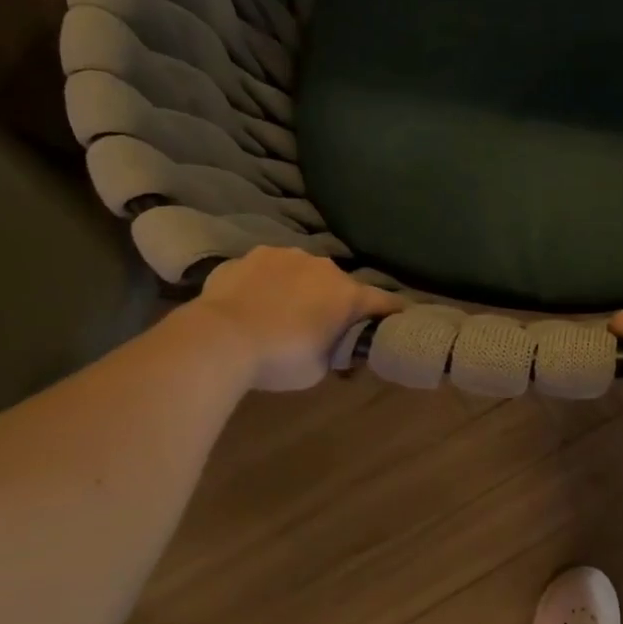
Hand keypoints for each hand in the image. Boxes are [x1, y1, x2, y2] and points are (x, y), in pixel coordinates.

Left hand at [193, 247, 401, 390]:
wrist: (219, 338)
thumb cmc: (280, 358)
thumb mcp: (320, 368)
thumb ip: (335, 351)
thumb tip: (337, 347)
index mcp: (347, 294)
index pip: (384, 301)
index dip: (394, 311)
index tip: (402, 316)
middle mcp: (323, 267)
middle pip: (340, 285)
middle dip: (336, 301)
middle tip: (324, 324)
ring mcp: (285, 256)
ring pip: (304, 272)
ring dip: (302, 288)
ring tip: (284, 310)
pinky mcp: (251, 255)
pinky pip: (270, 269)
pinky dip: (269, 283)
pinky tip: (256, 301)